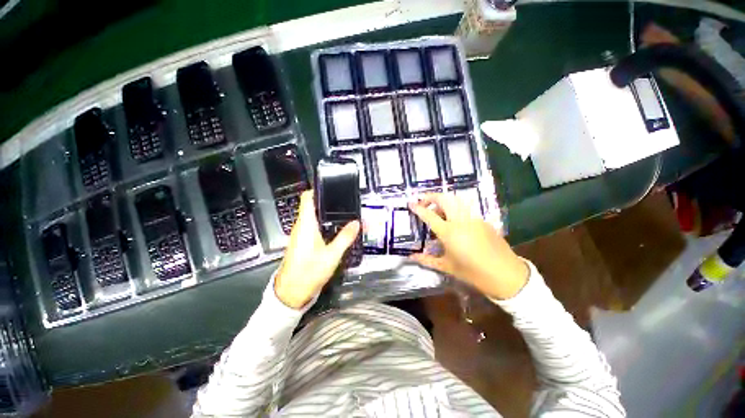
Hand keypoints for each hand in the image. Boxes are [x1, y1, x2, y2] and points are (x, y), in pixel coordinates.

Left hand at [274, 190, 359, 308]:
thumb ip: (345, 237)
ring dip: (328, 214)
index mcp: (306, 224)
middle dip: (329, 203)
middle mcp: (301, 226)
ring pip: (314, 217)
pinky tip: (336, 229)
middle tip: (346, 203)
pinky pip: (314, 226)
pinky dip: (325, 224)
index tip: (333, 188)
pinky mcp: (302, 242)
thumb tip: (356, 223)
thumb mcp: (331, 255)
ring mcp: (301, 234)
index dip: (318, 189)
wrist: (291, 292)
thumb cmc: (309, 272)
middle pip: (313, 206)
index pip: (307, 198)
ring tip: (345, 214)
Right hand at [408, 193, 528, 299]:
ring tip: (438, 211)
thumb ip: (427, 260)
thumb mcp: (447, 267)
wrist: (505, 274)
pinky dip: (455, 209)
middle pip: (444, 199)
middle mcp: (460, 221)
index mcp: (449, 233)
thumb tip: (411, 257)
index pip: (429, 215)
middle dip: (431, 196)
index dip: (418, 208)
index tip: (410, 203)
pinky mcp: (483, 220)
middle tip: (423, 201)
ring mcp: (473, 218)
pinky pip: (466, 209)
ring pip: (456, 201)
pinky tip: (454, 221)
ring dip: (444, 201)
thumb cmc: (473, 272)